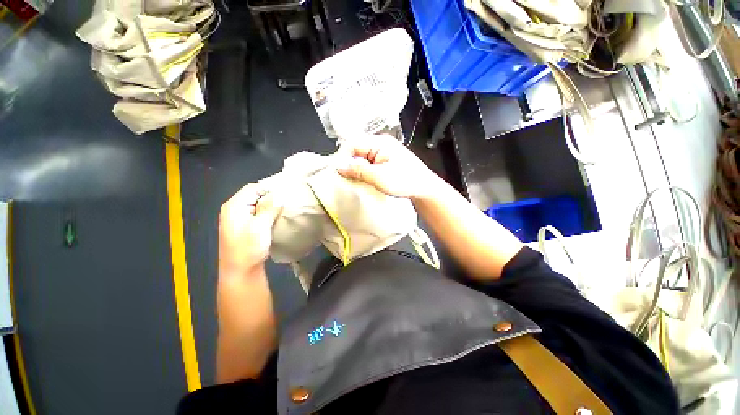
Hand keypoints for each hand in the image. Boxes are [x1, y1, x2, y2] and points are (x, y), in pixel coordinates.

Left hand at [219, 183, 281, 275]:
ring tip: (285, 209)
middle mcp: (234, 209)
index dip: (269, 189)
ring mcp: (238, 218)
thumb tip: (279, 195)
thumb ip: (269, 208)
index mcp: (234, 206)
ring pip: (257, 205)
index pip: (253, 188)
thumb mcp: (260, 226)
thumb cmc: (248, 248)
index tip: (286, 194)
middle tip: (287, 201)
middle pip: (254, 195)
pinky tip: (277, 218)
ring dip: (270, 206)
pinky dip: (267, 214)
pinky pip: (257, 214)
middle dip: (271, 198)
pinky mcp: (244, 226)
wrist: (241, 272)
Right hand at [336, 134, 439, 198]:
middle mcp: (380, 144)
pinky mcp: (384, 161)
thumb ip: (358, 170)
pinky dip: (362, 171)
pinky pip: (368, 163)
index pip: (352, 143)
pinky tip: (361, 180)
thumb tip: (339, 166)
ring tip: (352, 180)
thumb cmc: (405, 181)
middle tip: (343, 178)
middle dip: (348, 163)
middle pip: (356, 149)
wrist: (423, 188)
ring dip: (355, 168)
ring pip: (361, 157)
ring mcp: (382, 152)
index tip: (337, 172)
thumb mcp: (379, 177)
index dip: (342, 156)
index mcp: (379, 142)